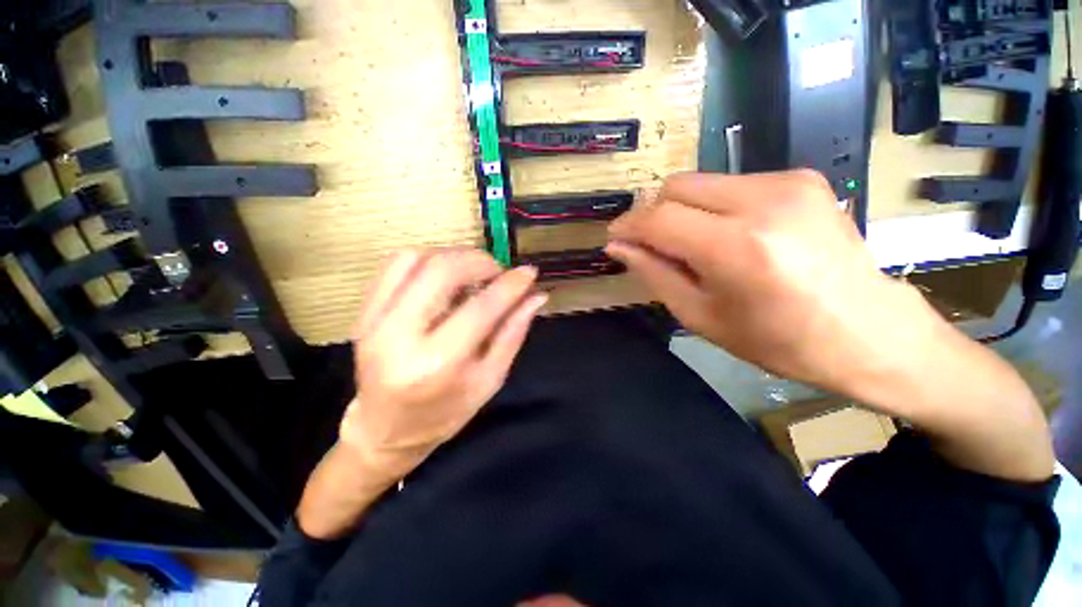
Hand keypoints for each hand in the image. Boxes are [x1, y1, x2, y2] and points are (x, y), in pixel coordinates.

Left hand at [341, 248, 546, 480]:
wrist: (385, 429)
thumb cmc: (446, 412)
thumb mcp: (490, 379)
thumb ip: (513, 333)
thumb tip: (536, 296)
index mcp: (437, 364)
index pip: (481, 308)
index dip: (510, 285)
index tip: (529, 273)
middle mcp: (399, 337)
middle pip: (442, 271)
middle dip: (479, 261)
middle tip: (498, 273)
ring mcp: (374, 321)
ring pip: (416, 258)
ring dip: (453, 256)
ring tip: (472, 273)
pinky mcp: (363, 312)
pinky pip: (394, 264)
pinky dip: (427, 258)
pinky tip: (444, 275)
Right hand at [607, 170, 1051, 480]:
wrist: (870, 332)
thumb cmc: (779, 340)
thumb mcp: (701, 316)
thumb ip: (655, 273)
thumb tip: (618, 247)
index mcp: (737, 249)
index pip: (659, 218)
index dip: (629, 225)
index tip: (615, 237)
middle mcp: (764, 202)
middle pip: (677, 186)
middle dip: (655, 214)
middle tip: (655, 246)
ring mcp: (788, 183)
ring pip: (701, 181)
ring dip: (684, 210)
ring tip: (695, 245)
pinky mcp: (802, 178)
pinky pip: (731, 184)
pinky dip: (713, 206)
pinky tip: (729, 235)